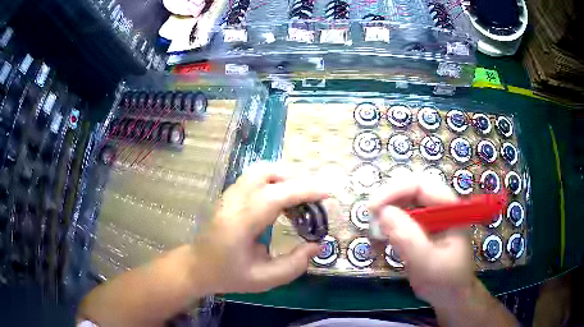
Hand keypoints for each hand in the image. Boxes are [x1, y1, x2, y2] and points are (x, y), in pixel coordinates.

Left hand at [190, 163, 326, 293]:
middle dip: (296, 179)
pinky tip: (284, 200)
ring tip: (302, 198)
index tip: (328, 192)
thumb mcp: (264, 280)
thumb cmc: (227, 275)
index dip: (303, 190)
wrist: (197, 267)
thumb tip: (317, 244)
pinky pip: (256, 177)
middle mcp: (232, 203)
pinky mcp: (230, 194)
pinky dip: (276, 181)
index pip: (273, 197)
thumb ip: (294, 265)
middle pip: (265, 173)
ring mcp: (228, 195)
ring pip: (260, 170)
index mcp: (238, 225)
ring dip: (286, 177)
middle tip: (315, 198)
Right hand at [368, 174, 473, 307]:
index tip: (373, 208)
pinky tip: (382, 242)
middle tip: (370, 220)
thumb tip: (382, 212)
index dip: (394, 191)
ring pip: (403, 204)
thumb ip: (408, 238)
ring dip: (386, 216)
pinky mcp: (422, 229)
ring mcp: (431, 218)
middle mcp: (439, 208)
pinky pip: (402, 220)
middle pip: (410, 191)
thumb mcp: (427, 262)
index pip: (420, 185)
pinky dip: (388, 228)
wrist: (451, 296)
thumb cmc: (445, 280)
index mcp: (449, 208)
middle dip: (388, 203)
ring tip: (376, 236)